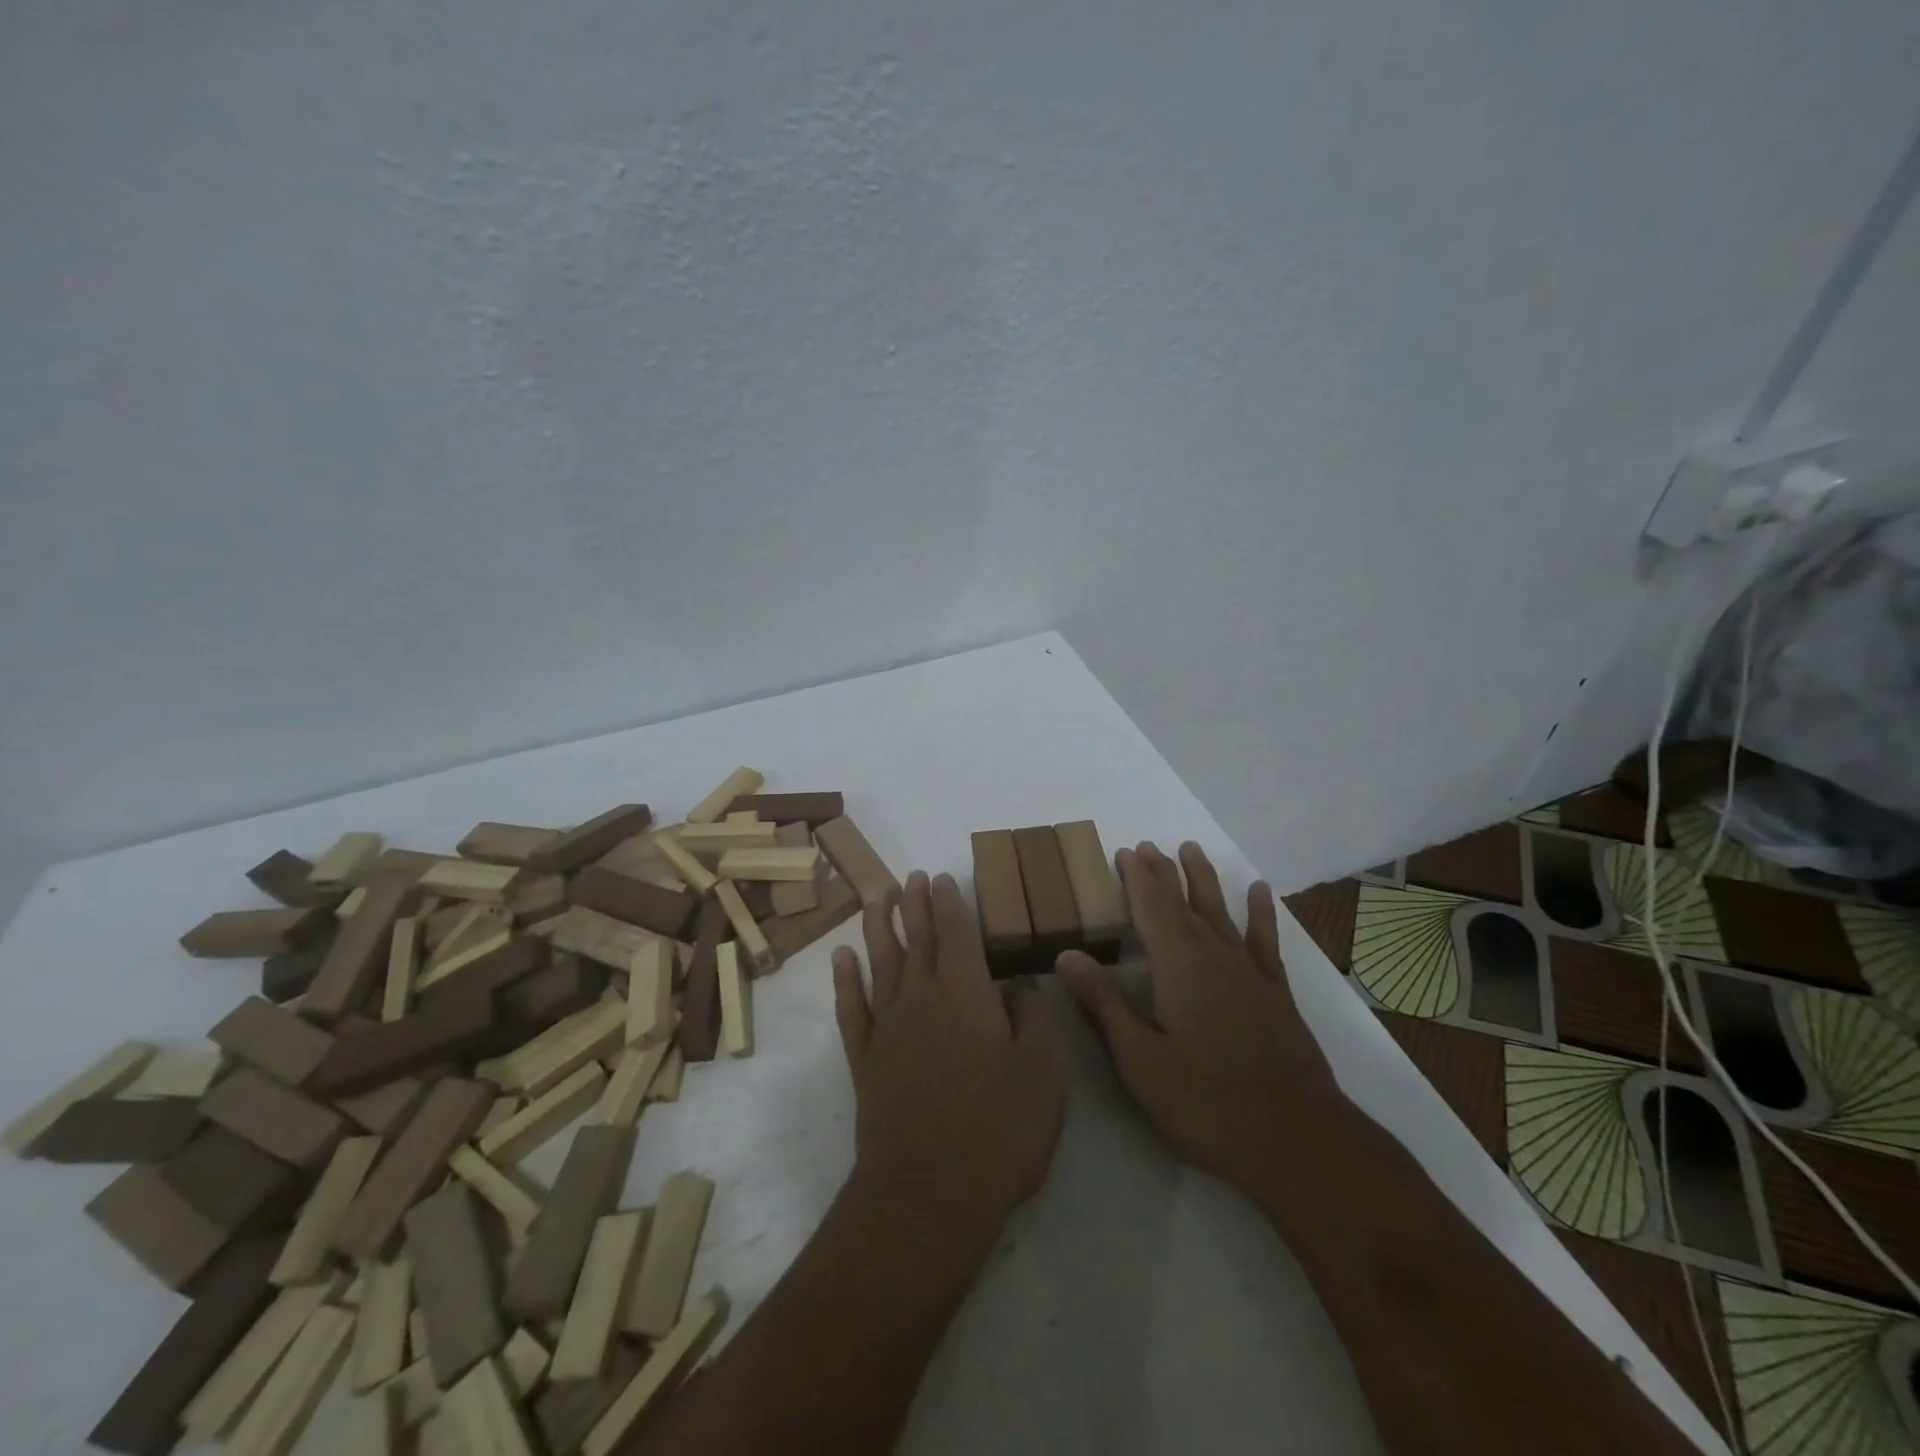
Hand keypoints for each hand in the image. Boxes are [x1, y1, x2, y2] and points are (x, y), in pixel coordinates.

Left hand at [831, 871, 1068, 1243]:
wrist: (929, 1194)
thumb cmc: (999, 1130)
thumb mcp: (1043, 1072)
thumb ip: (1033, 1018)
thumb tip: (1019, 985)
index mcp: (966, 993)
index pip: (956, 932)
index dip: (950, 902)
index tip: (942, 877)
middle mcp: (922, 997)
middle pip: (916, 938)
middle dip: (915, 903)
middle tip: (912, 876)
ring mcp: (888, 1028)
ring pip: (881, 962)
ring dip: (878, 927)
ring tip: (876, 897)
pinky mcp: (865, 1060)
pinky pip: (851, 1007)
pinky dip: (846, 980)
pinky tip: (843, 958)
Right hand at [1058, 842, 1345, 1202]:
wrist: (1298, 1141)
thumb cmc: (1207, 1103)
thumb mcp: (1140, 1060)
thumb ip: (1105, 1004)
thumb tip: (1067, 954)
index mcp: (1178, 968)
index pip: (1151, 909)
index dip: (1136, 879)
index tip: (1123, 851)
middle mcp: (1214, 957)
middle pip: (1184, 903)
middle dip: (1162, 873)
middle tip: (1147, 845)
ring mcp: (1249, 973)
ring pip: (1220, 912)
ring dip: (1203, 879)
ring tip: (1191, 848)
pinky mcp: (1276, 993)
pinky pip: (1264, 940)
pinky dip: (1260, 913)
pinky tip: (1259, 891)